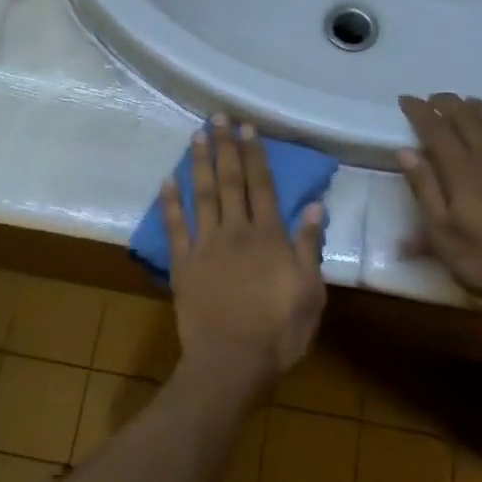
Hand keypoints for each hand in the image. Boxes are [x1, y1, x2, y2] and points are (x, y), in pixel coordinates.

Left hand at [163, 115, 326, 392]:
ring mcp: (205, 246)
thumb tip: (314, 205)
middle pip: (231, 182)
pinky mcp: (183, 265)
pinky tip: (167, 181)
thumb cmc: (278, 332)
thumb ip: (308, 247)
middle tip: (218, 118)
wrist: (231, 363)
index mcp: (269, 237)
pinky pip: (174, 228)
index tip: (248, 128)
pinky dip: (169, 203)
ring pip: (202, 196)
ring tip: (197, 136)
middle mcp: (236, 232)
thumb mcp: (310, 293)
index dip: (255, 155)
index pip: (263, 186)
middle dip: (226, 148)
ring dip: (200, 164)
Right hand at [397, 93, 481, 310]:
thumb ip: (425, 189)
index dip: (420, 112)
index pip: (436, 131)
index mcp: (462, 172)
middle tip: (434, 97)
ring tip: (471, 101)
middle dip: (449, 105)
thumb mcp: (441, 233)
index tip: (406, 99)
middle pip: (468, 121)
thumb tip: (406, 151)